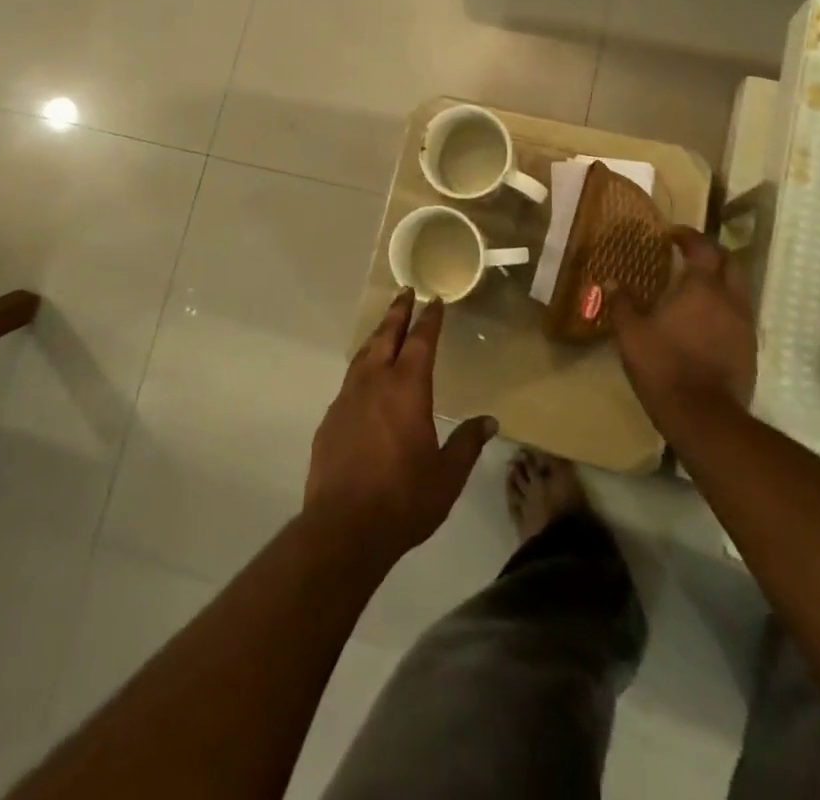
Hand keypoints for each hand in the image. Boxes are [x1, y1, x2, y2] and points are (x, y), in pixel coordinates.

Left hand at [303, 290, 497, 568]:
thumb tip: (489, 421)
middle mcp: (375, 383)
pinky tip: (364, 380)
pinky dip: (361, 368)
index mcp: (407, 389)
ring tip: (385, 327)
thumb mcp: (448, 476)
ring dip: (377, 336)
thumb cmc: (404, 499)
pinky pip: (349, 381)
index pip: (421, 342)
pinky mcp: (330, 420)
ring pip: (363, 355)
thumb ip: (467, 444)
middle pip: (386, 336)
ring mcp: (348, 399)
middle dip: (397, 312)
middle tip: (405, 292)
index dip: (429, 319)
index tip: (434, 300)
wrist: (343, 527)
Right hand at [613, 227, 757, 426]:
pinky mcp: (750, 348)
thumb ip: (622, 304)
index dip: (688, 236)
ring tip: (697, 285)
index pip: (703, 247)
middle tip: (689, 253)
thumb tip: (610, 282)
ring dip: (721, 279)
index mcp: (702, 288)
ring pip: (739, 287)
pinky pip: (740, 313)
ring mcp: (744, 324)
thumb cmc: (664, 366)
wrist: (704, 418)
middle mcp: (730, 299)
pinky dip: (725, 305)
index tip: (672, 234)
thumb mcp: (631, 334)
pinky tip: (706, 318)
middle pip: (730, 262)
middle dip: (711, 252)